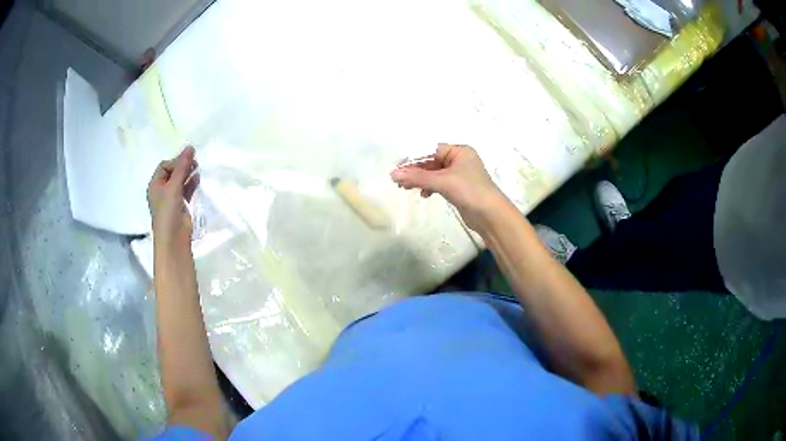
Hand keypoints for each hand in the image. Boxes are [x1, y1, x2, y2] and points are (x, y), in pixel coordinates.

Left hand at [147, 146, 198, 244]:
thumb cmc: (168, 211)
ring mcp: (171, 198)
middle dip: (183, 166)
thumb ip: (182, 167)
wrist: (173, 238)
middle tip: (195, 162)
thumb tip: (190, 147)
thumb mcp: (173, 187)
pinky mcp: (180, 205)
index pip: (165, 165)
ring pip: (180, 180)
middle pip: (173, 171)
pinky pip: (186, 189)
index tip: (187, 161)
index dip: (176, 161)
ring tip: (198, 169)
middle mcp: (162, 190)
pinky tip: (198, 180)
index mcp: (155, 184)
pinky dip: (191, 184)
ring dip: (188, 174)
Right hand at [390, 144, 506, 231]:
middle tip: (398, 181)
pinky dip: (430, 187)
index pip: (431, 150)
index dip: (414, 159)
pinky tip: (424, 195)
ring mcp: (459, 174)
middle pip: (431, 162)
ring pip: (434, 173)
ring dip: (420, 180)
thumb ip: (417, 177)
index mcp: (459, 151)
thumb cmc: (469, 191)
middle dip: (415, 171)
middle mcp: (460, 160)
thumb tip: (393, 174)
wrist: (490, 215)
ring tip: (406, 188)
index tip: (398, 168)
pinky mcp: (458, 188)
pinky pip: (439, 183)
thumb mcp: (442, 181)